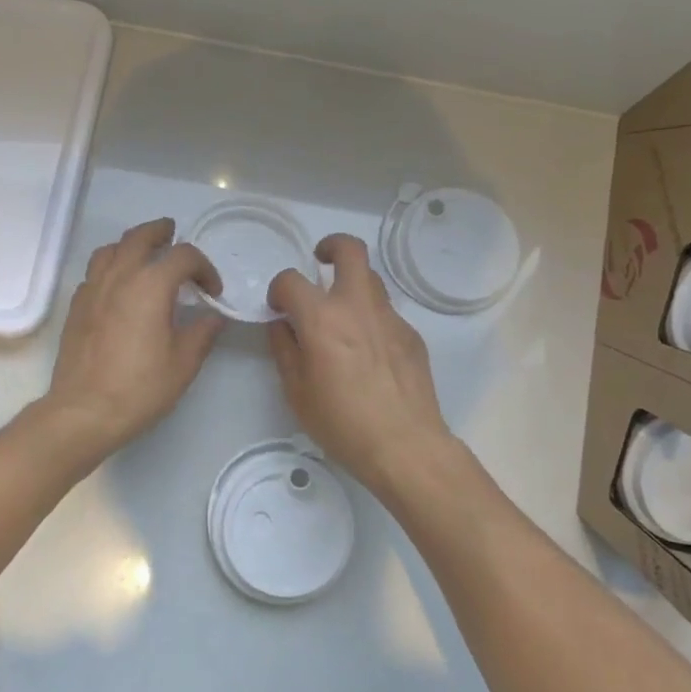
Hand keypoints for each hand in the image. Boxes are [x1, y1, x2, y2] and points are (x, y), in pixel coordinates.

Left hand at [41, 218, 225, 459]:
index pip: (183, 256)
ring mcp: (93, 289)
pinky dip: (110, 268)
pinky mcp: (76, 307)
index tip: (212, 290)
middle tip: (172, 233)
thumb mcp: (184, 363)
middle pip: (140, 238)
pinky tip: (119, 287)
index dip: (204, 267)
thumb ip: (202, 332)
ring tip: (143, 255)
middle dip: (160, 232)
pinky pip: (94, 273)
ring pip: (110, 249)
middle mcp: (120, 277)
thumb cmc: (140, 387)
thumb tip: (214, 317)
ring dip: (131, 245)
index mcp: (151, 285)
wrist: (84, 411)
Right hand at [267, 234, 455, 503]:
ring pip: (371, 280)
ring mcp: (390, 318)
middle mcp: (358, 306)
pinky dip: (371, 319)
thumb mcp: (296, 391)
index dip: (279, 289)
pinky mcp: (412, 335)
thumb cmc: (342, 423)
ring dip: (352, 285)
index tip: (278, 306)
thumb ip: (284, 349)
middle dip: (331, 246)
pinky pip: (386, 313)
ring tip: (342, 316)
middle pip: (350, 250)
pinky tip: (368, 355)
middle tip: (320, 262)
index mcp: (322, 318)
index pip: (291, 280)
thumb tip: (282, 324)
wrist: (404, 445)